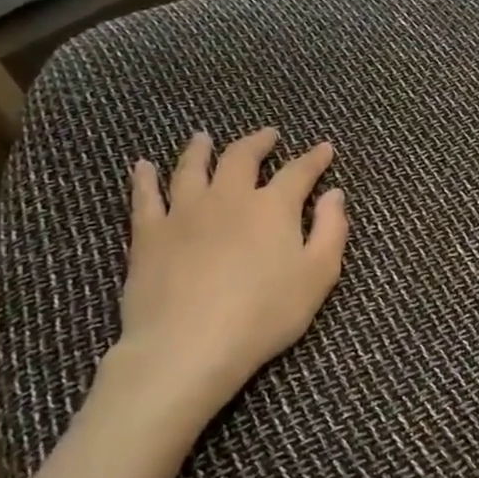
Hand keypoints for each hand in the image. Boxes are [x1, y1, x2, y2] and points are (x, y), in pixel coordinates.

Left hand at [105, 128, 347, 427]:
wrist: (190, 343)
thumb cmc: (266, 313)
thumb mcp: (318, 275)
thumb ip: (330, 230)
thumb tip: (335, 194)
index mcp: (272, 208)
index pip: (298, 173)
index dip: (314, 159)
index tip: (324, 147)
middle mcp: (228, 198)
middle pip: (241, 158)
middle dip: (258, 142)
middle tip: (267, 134)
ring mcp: (184, 213)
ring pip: (191, 168)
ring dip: (200, 149)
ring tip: (203, 137)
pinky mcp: (149, 234)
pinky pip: (146, 197)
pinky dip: (145, 178)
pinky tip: (143, 167)